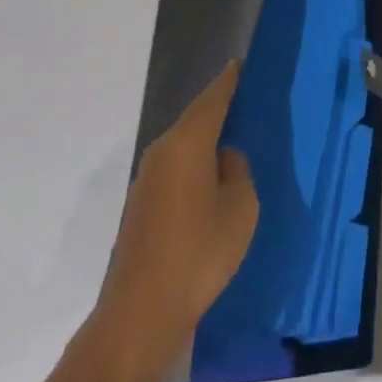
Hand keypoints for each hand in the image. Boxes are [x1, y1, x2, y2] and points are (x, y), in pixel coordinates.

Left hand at [5, 64, 257, 381]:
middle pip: (194, 119)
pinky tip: (208, 183)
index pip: (212, 98)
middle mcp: (162, 151)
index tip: (240, 63)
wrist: (138, 317)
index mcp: (187, 142)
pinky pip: (174, 170)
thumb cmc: (198, 254)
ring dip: (204, 141)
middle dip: (217, 109)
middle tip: (243, 102)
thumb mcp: (240, 208)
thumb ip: (237, 171)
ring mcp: (146, 180)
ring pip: (182, 146)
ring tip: (230, 141)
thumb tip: (224, 159)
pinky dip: (192, 166)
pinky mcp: (139, 208)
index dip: (228, 80)